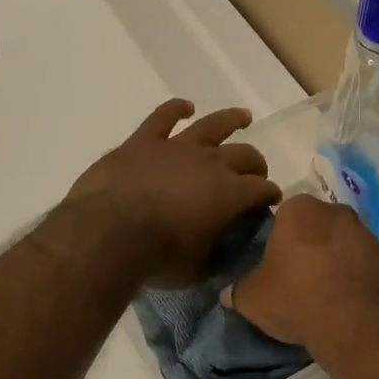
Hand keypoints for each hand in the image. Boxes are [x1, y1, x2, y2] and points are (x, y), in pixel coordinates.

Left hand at [66, 99, 282, 287]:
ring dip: (232, 120)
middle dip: (256, 165)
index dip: (269, 195)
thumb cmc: (157, 258)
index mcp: (230, 195)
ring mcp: (177, 147)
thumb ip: (212, 259)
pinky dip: (176, 109)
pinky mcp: (144, 141)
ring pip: (213, 125)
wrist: (108, 233)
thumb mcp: (196, 271)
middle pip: (245, 155)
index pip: (261, 190)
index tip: (270, 202)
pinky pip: (163, 117)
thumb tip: (218, 257)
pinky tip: (184, 107)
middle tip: (256, 175)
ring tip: (243, 117)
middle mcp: (211, 163)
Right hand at [223, 194, 378, 352]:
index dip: (276, 239)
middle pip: (314, 225)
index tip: (273, 262)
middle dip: (307, 245)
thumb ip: (238, 290)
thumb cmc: (297, 298)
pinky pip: (362, 263)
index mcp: (300, 209)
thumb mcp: (252, 298)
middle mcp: (336, 211)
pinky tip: (345, 301)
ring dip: (332, 259)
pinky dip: (354, 276)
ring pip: (341, 242)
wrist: (357, 325)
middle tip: (295, 276)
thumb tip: (227, 292)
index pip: (281, 215)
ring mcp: (366, 233)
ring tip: (321, 292)